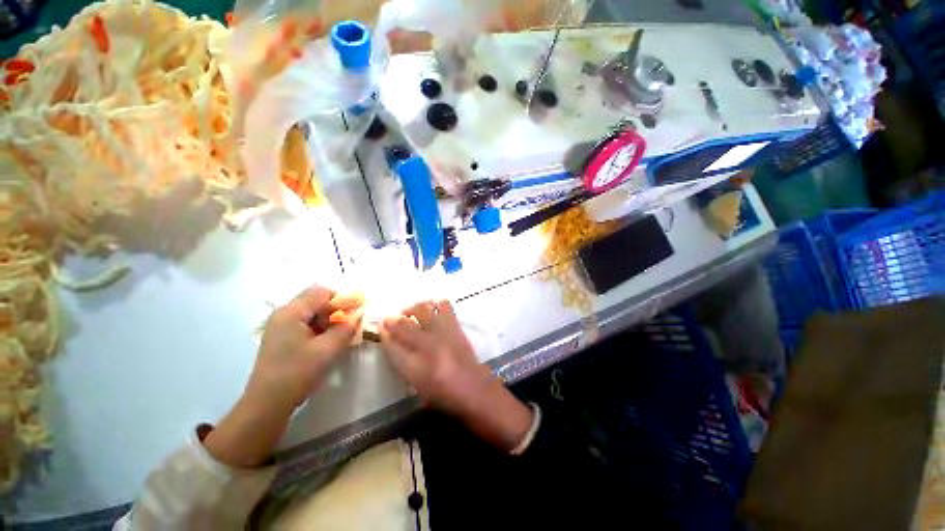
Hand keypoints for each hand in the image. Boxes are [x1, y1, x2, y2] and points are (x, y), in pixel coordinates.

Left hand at [246, 286, 364, 415]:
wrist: (267, 404)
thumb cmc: (297, 373)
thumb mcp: (327, 350)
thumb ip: (346, 328)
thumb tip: (360, 315)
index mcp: (291, 312)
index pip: (322, 292)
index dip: (343, 298)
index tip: (358, 310)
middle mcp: (284, 314)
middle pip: (316, 300)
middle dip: (338, 309)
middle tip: (352, 323)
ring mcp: (281, 326)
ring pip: (313, 312)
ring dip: (330, 320)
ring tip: (343, 334)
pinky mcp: (282, 337)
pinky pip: (307, 324)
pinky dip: (321, 328)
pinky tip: (329, 341)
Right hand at [380, 300, 532, 451]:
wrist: (475, 390)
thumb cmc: (444, 395)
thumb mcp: (418, 385)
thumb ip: (403, 363)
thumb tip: (393, 342)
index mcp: (415, 367)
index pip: (392, 345)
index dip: (384, 334)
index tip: (379, 326)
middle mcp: (428, 346)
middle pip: (404, 325)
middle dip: (393, 319)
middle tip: (390, 317)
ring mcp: (443, 333)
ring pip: (423, 309)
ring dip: (414, 307)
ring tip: (411, 311)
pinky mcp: (456, 327)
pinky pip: (444, 306)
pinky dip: (436, 303)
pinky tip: (432, 307)